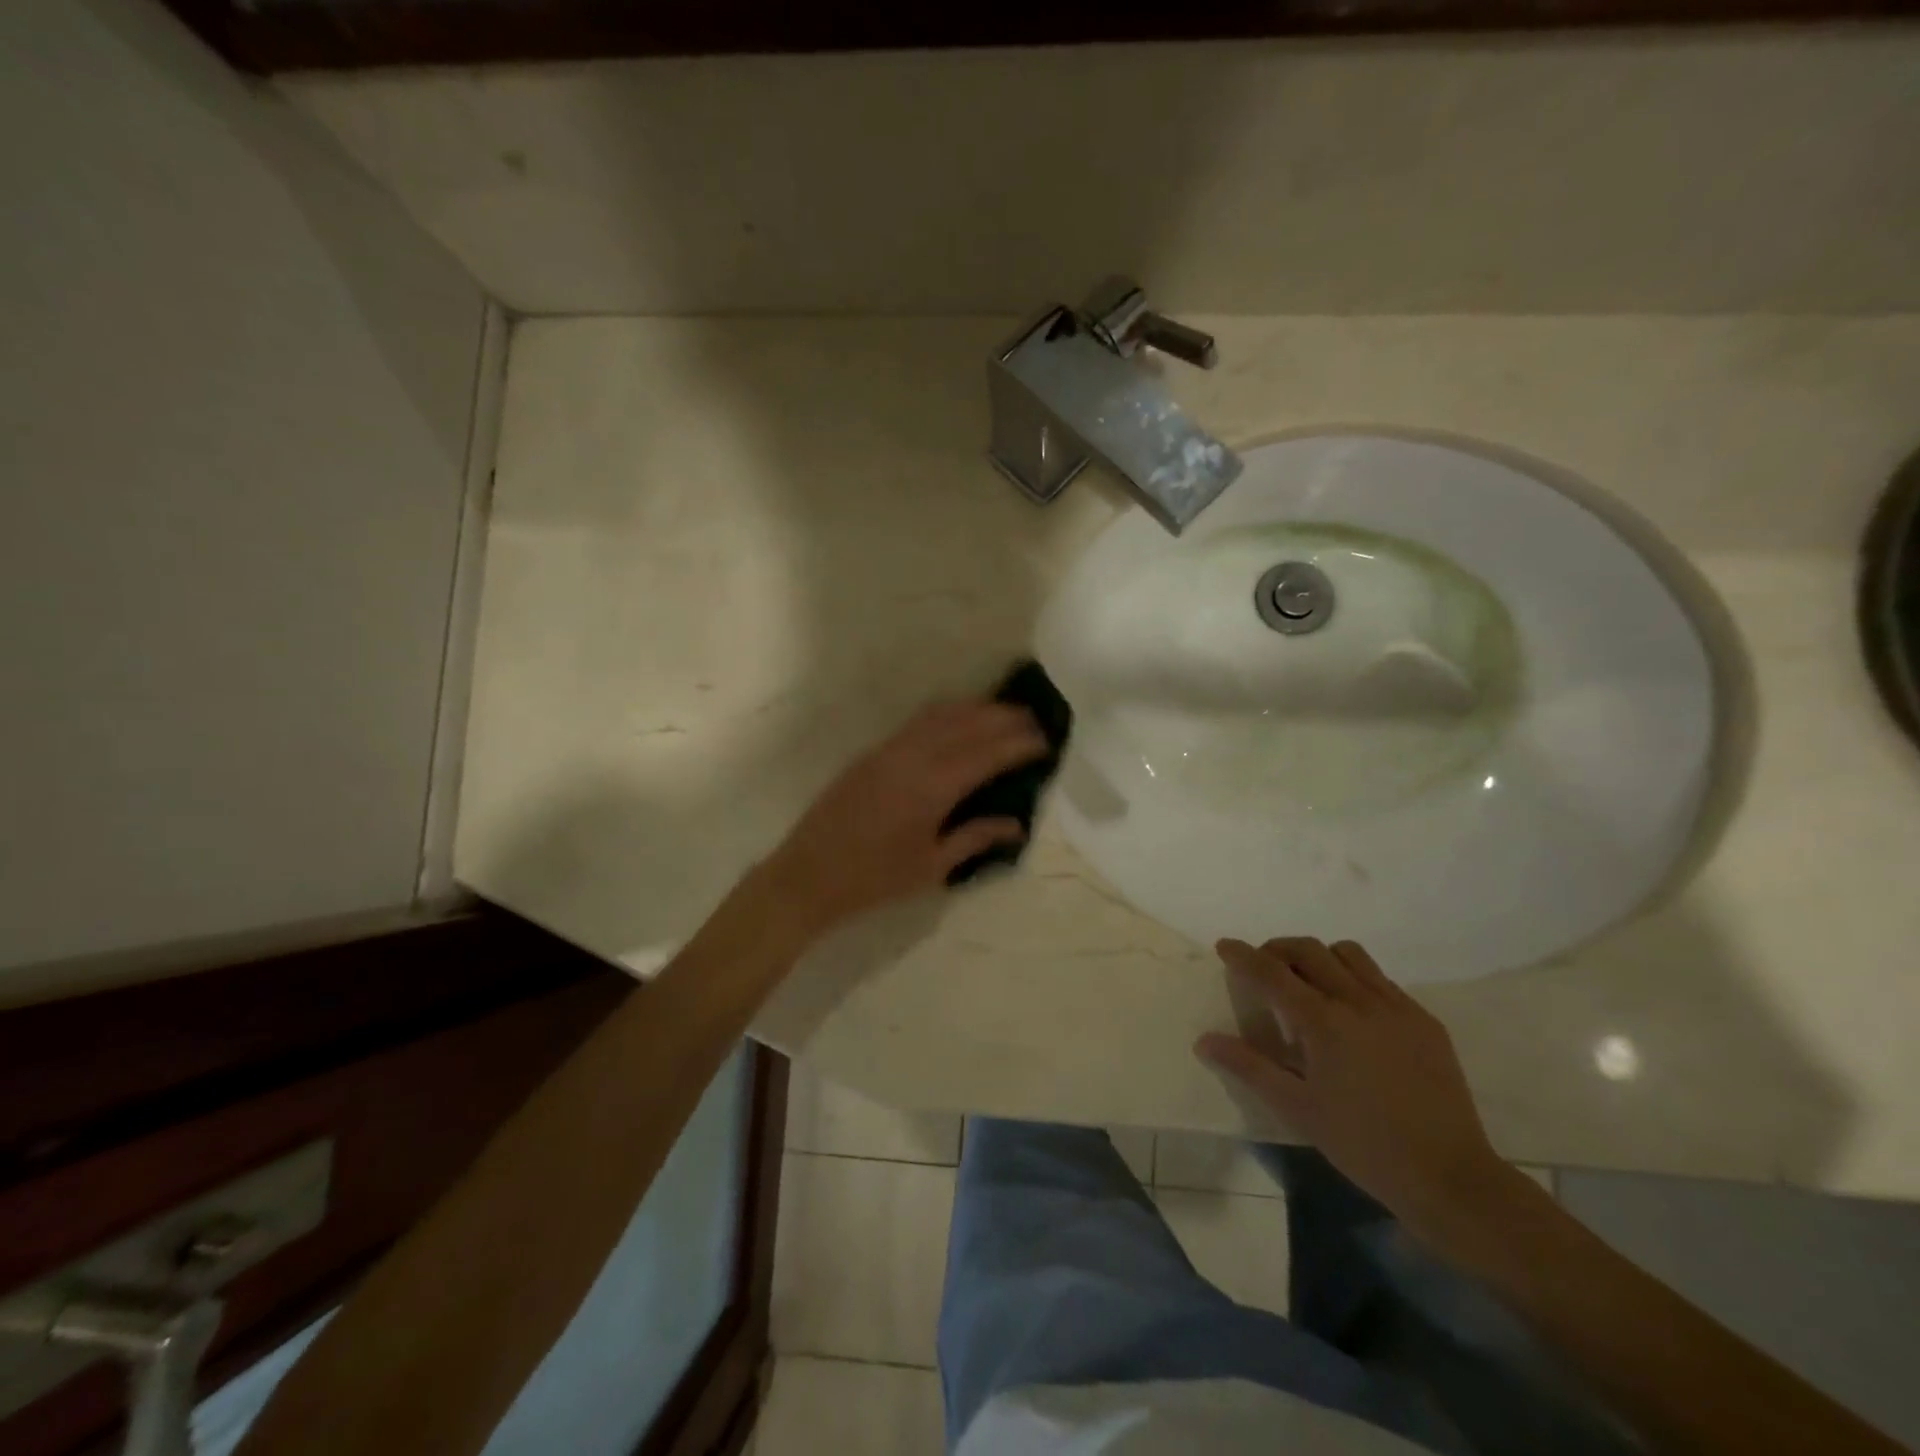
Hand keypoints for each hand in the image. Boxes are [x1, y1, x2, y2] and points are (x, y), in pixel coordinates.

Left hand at [758, 701, 1048, 937]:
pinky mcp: (873, 751)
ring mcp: (890, 749)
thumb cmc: (874, 879)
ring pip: (941, 714)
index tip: (1046, 741)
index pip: (987, 753)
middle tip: (1034, 722)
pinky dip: (948, 714)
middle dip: (1004, 718)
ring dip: (976, 709)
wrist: (808, 874)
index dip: (1019, 744)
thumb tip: (1017, 825)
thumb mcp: (931, 866)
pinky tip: (960, 722)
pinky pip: (919, 721)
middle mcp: (913, 757)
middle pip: (967, 723)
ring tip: (1003, 715)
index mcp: (933, 787)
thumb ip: (976, 838)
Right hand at [1196, 937, 1508, 1238]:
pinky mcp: (1424, 1021)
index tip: (1224, 946)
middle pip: (1309, 950)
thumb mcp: (1297, 1109)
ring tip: (1309, 984)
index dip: (1243, 955)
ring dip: (1319, 957)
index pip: (1272, 972)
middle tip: (1263, 968)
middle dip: (1278, 949)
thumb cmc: (1363, 1145)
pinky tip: (1352, 1014)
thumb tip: (1205, 1040)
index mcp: (1324, 1022)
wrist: (1450, 1177)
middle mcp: (1359, 1001)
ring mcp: (1397, 1007)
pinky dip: (1354, 979)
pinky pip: (1381, 980)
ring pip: (1349, 954)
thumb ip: (1249, 1067)